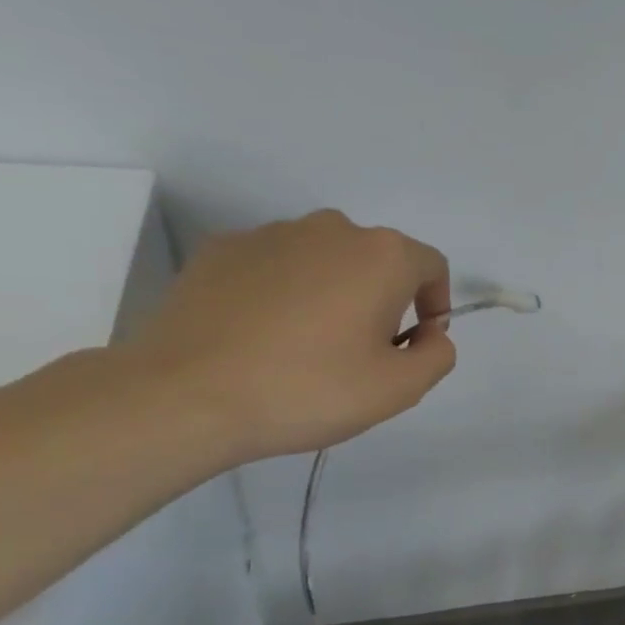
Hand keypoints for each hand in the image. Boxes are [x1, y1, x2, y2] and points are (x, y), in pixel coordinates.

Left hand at [125, 210, 455, 461]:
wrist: (186, 395)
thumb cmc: (309, 389)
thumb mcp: (399, 389)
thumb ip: (437, 355)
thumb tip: (429, 334)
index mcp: (381, 256)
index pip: (431, 266)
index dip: (435, 305)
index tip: (415, 345)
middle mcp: (330, 229)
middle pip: (377, 260)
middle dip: (383, 300)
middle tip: (363, 353)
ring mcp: (270, 234)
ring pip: (325, 260)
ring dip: (333, 294)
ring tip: (308, 348)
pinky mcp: (221, 250)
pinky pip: (275, 267)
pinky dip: (284, 293)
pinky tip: (263, 337)